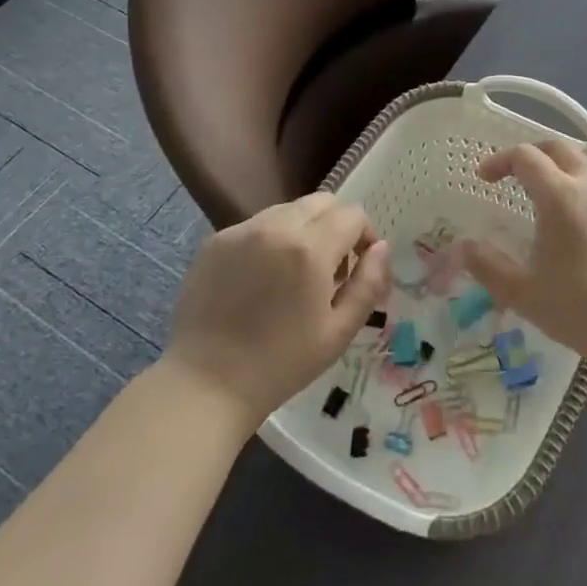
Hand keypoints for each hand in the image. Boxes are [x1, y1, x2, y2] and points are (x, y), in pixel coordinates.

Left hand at [165, 193, 390, 429]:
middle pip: (322, 201)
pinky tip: (262, 280)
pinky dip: (271, 240)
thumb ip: (368, 284)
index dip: (366, 235)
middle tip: (332, 268)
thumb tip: (381, 248)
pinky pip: (257, 226)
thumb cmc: (280, 364)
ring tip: (296, 274)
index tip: (361, 265)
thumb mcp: (339, 332)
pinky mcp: (215, 241)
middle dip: (337, 225)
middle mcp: (276, 226)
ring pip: (288, 210)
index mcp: (310, 248)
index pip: (352, 214)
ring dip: (304, 229)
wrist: (205, 384)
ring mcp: (241, 230)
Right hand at [461, 139, 586, 374]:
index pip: (525, 157)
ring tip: (542, 191)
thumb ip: (487, 265)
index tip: (484, 179)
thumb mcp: (522, 291)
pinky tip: (573, 215)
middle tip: (511, 175)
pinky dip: (579, 182)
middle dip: (530, 154)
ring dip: (558, 165)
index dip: (500, 161)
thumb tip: (462, 247)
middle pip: (557, 148)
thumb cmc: (578, 307)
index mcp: (560, 194)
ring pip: (584, 161)